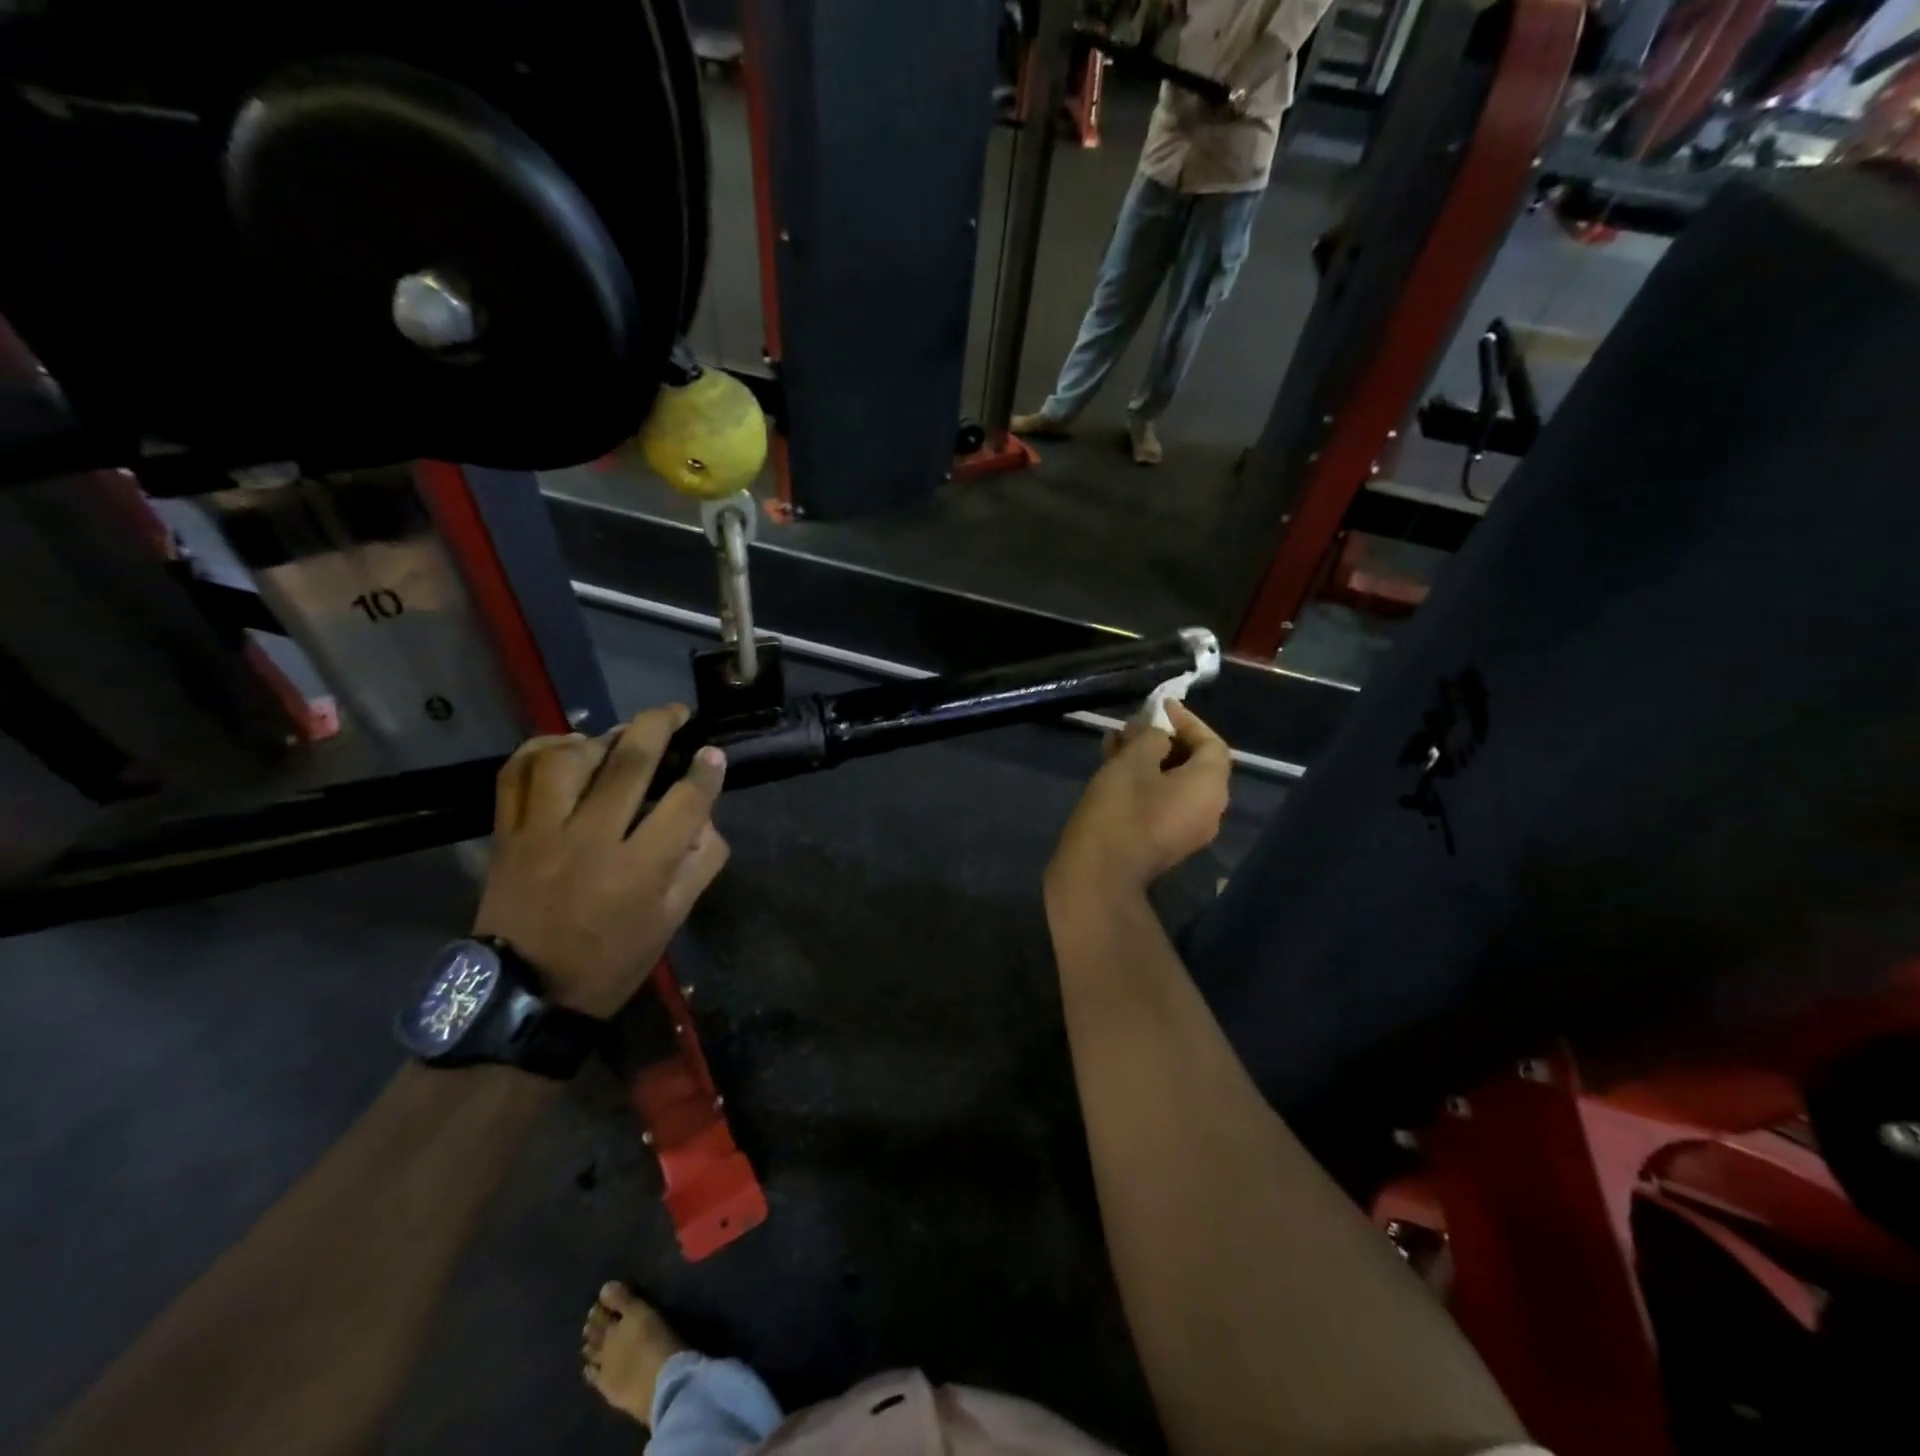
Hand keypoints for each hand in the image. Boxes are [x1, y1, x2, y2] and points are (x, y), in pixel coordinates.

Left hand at [473, 706, 729, 1017]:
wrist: (526, 994)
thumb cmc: (611, 961)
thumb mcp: (672, 921)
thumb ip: (699, 864)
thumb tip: (707, 816)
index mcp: (640, 869)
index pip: (686, 802)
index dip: (707, 770)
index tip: (714, 753)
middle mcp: (592, 840)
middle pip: (630, 763)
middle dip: (660, 726)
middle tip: (676, 714)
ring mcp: (542, 833)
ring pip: (570, 759)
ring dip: (601, 736)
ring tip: (619, 735)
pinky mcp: (507, 835)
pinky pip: (516, 775)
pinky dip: (539, 749)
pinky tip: (565, 746)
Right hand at [1046, 702, 1230, 903]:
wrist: (1098, 876)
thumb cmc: (1120, 811)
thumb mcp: (1133, 761)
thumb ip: (1150, 737)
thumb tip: (1157, 733)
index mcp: (1209, 787)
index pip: (1211, 743)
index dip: (1186, 720)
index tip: (1158, 707)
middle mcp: (1208, 809)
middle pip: (1194, 763)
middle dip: (1163, 739)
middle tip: (1132, 724)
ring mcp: (1187, 830)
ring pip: (1174, 782)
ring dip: (1149, 759)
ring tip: (1116, 742)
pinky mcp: (1164, 841)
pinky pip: (1163, 801)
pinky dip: (1145, 782)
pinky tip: (1114, 769)